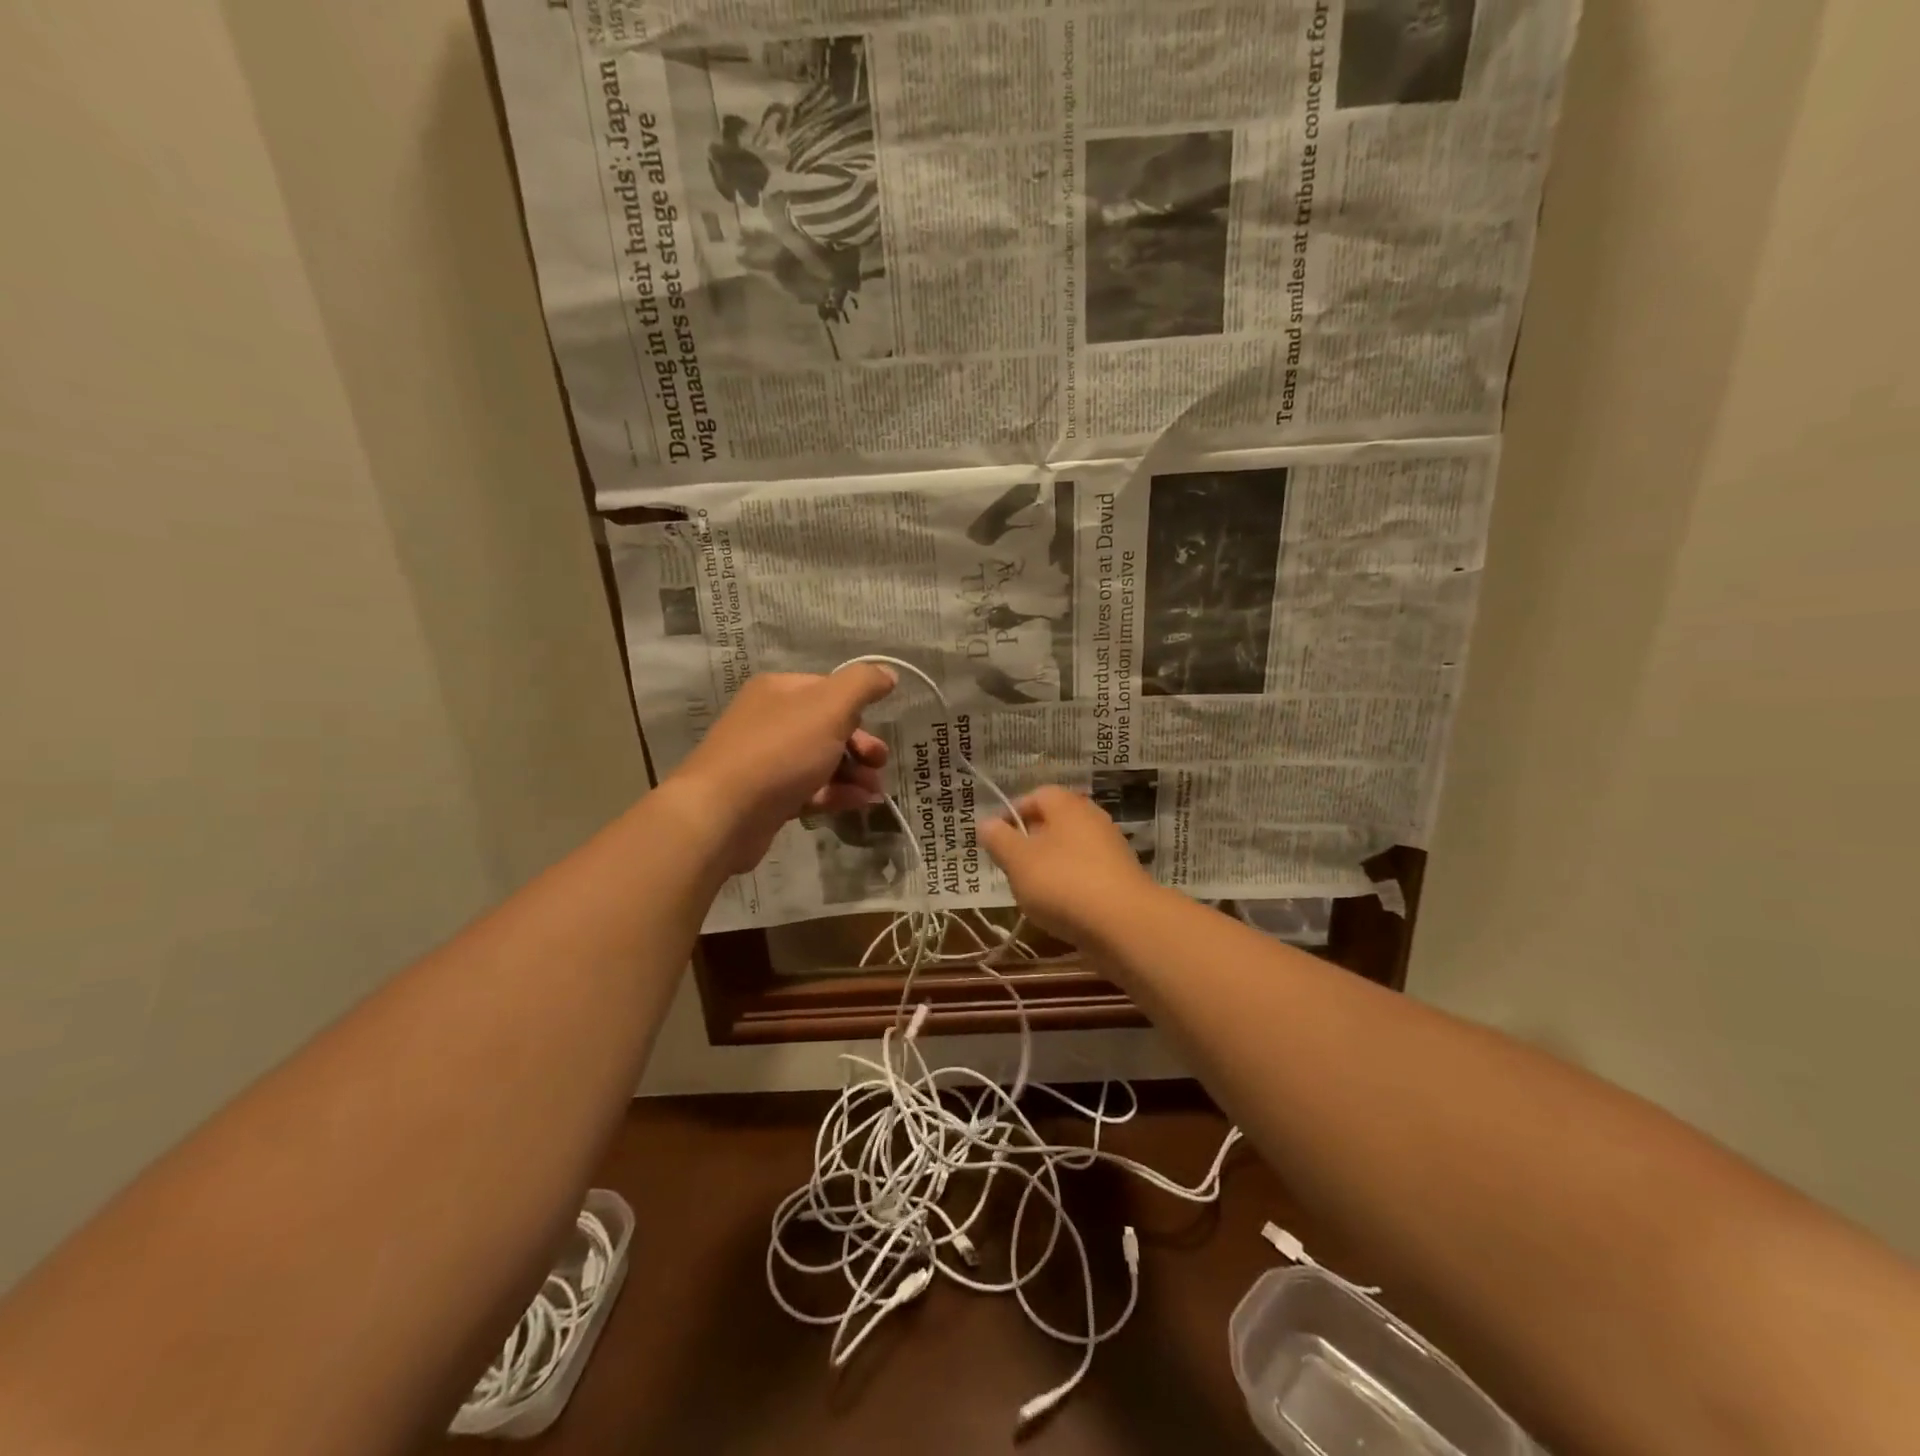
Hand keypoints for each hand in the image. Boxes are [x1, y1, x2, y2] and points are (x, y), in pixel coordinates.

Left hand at [669, 665, 895, 873]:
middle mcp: (769, 720)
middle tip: (879, 763)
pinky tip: (858, 804)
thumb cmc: (780, 751)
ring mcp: (765, 761)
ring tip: (875, 792)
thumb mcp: (830, 707)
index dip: (858, 709)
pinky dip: (836, 795)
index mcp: (779, 691)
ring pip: (821, 762)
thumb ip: (862, 685)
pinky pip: (809, 790)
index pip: (829, 690)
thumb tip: (888, 672)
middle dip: (860, 746)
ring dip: (854, 774)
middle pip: (827, 728)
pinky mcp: (766, 798)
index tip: (879, 728)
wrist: (722, 814)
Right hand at [978, 786, 1155, 948]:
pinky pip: (1086, 874)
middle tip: (1011, 866)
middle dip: (1030, 842)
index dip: (1013, 813)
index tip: (996, 839)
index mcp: (1068, 806)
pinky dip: (1070, 886)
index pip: (1036, 796)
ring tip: (1031, 892)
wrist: (1125, 925)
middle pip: (1054, 823)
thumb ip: (999, 840)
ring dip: (1049, 866)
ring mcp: (1110, 850)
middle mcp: (1092, 820)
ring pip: (1070, 850)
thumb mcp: (1018, 861)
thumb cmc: (1063, 883)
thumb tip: (986, 823)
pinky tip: (1059, 909)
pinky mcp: (1120, 880)